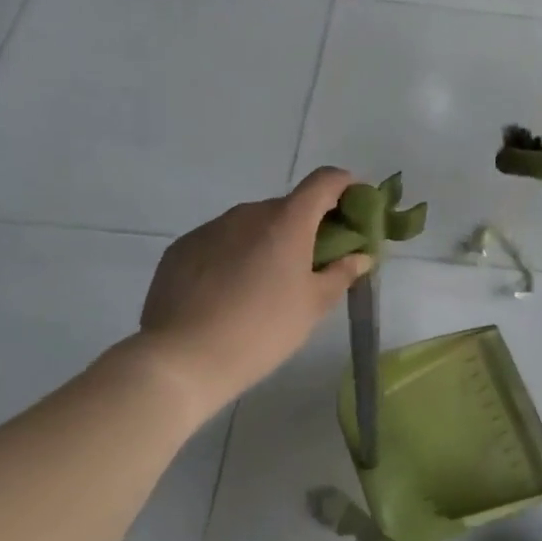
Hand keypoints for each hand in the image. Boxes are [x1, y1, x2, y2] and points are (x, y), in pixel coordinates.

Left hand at [134, 168, 371, 414]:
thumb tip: (360, 256)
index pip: (324, 181)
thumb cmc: (263, 329)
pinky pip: (221, 241)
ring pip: (252, 224)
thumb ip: (341, 273)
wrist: (183, 359)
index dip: (345, 185)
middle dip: (307, 225)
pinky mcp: (181, 248)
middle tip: (315, 261)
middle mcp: (248, 214)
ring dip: (269, 241)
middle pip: (288, 206)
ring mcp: (210, 228)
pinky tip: (232, 292)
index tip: (356, 205)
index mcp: (287, 221)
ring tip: (269, 283)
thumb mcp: (313, 305)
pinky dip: (236, 255)